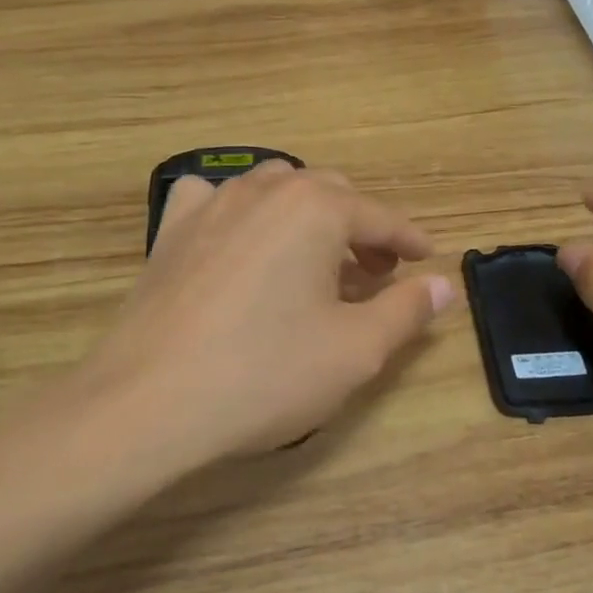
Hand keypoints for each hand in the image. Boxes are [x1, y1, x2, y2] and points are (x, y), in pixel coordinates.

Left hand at [79, 162, 454, 466]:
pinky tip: (242, 242)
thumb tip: (443, 285)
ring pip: (274, 190)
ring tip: (317, 261)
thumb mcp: (355, 350)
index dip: (409, 239)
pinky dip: (241, 213)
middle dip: (361, 228)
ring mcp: (210, 205)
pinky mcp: (170, 232)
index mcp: (315, 209)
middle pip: (329, 194)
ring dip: (307, 218)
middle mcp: (264, 190)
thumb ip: (406, 311)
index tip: (427, 258)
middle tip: (378, 272)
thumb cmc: (266, 374)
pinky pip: (214, 201)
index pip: (379, 216)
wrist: (149, 402)